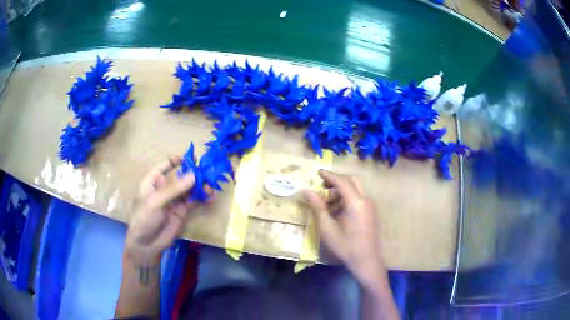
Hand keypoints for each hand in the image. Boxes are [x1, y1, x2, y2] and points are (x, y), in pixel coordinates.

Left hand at [125, 156, 206, 265]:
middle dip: (193, 175)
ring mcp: (174, 200)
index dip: (175, 161)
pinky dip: (202, 199)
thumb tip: (193, 175)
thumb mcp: (156, 202)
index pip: (163, 167)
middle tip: (207, 174)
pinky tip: (210, 198)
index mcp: (152, 182)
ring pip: (189, 189)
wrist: (147, 244)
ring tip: (210, 189)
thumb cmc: (144, 218)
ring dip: (200, 187)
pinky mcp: (182, 211)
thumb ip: (174, 189)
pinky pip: (193, 202)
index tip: (188, 158)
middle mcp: (164, 189)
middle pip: (180, 177)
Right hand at [303, 170, 385, 284]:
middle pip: (353, 180)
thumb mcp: (327, 228)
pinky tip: (338, 212)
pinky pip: (359, 198)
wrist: (366, 260)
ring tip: (328, 204)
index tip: (318, 172)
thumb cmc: (345, 246)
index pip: (342, 181)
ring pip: (357, 189)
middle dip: (338, 180)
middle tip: (324, 186)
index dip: (329, 175)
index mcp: (356, 203)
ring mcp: (371, 206)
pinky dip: (348, 198)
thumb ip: (317, 207)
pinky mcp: (372, 213)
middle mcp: (366, 200)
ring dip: (343, 191)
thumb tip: (307, 191)